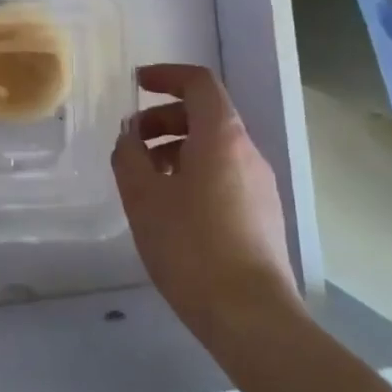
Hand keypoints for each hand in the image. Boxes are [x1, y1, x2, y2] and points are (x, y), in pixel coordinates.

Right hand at [111, 64, 298, 346]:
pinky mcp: (262, 215)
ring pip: (214, 148)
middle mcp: (248, 152)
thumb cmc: (190, 245)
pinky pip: (224, 175)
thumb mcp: (143, 196)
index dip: (166, 75)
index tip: (136, 83)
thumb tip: (129, 136)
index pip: (199, 83)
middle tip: (131, 142)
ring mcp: (260, 185)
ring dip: (176, 149)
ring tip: (145, 179)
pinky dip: (193, 173)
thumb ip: (129, 155)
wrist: (250, 315)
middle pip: (206, 115)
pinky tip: (170, 208)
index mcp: (222, 136)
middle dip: (164, 118)